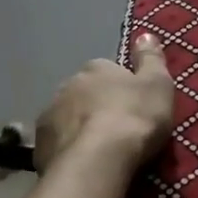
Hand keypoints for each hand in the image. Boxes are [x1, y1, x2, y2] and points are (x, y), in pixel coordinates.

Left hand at [34, 35, 174, 174]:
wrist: (98, 161)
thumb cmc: (134, 118)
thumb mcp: (157, 85)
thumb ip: (151, 59)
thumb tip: (145, 34)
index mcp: (96, 68)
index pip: (107, 70)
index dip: (120, 87)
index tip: (132, 105)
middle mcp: (67, 85)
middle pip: (84, 93)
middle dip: (95, 106)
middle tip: (116, 129)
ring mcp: (49, 115)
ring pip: (67, 117)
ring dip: (79, 128)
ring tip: (99, 150)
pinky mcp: (39, 145)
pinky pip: (56, 143)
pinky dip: (67, 150)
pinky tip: (82, 163)